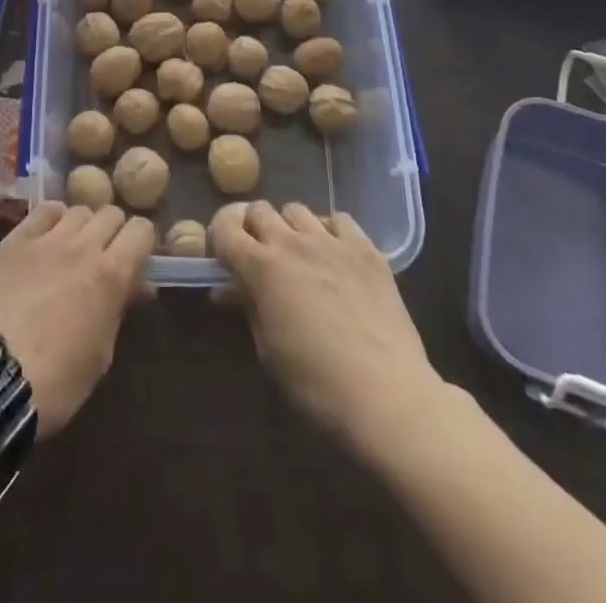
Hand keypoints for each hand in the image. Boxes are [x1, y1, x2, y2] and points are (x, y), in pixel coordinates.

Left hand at [0, 201, 153, 435]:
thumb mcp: (100, 353)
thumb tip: (136, 285)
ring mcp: (46, 239)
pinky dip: (53, 219)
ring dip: (83, 226)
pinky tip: (47, 238)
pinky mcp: (14, 240)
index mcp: (111, 275)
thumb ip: (118, 309)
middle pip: (111, 213)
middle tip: (105, 258)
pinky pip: (43, 211)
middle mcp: (83, 246)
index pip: (141, 230)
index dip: (142, 243)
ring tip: (73, 250)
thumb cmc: (56, 381)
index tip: (136, 260)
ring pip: (78, 209)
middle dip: (114, 233)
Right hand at [213, 201, 443, 451]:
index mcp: (261, 267)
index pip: (225, 226)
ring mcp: (331, 241)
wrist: (387, 396)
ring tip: (299, 254)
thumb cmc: (316, 383)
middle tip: (260, 255)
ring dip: (289, 227)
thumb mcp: (268, 350)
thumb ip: (248, 308)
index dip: (219, 234)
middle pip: (260, 210)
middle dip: (253, 228)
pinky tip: (334, 255)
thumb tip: (227, 289)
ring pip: (297, 209)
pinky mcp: (366, 248)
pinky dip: (329, 231)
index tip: (224, 253)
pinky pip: (339, 220)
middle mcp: (292, 242)